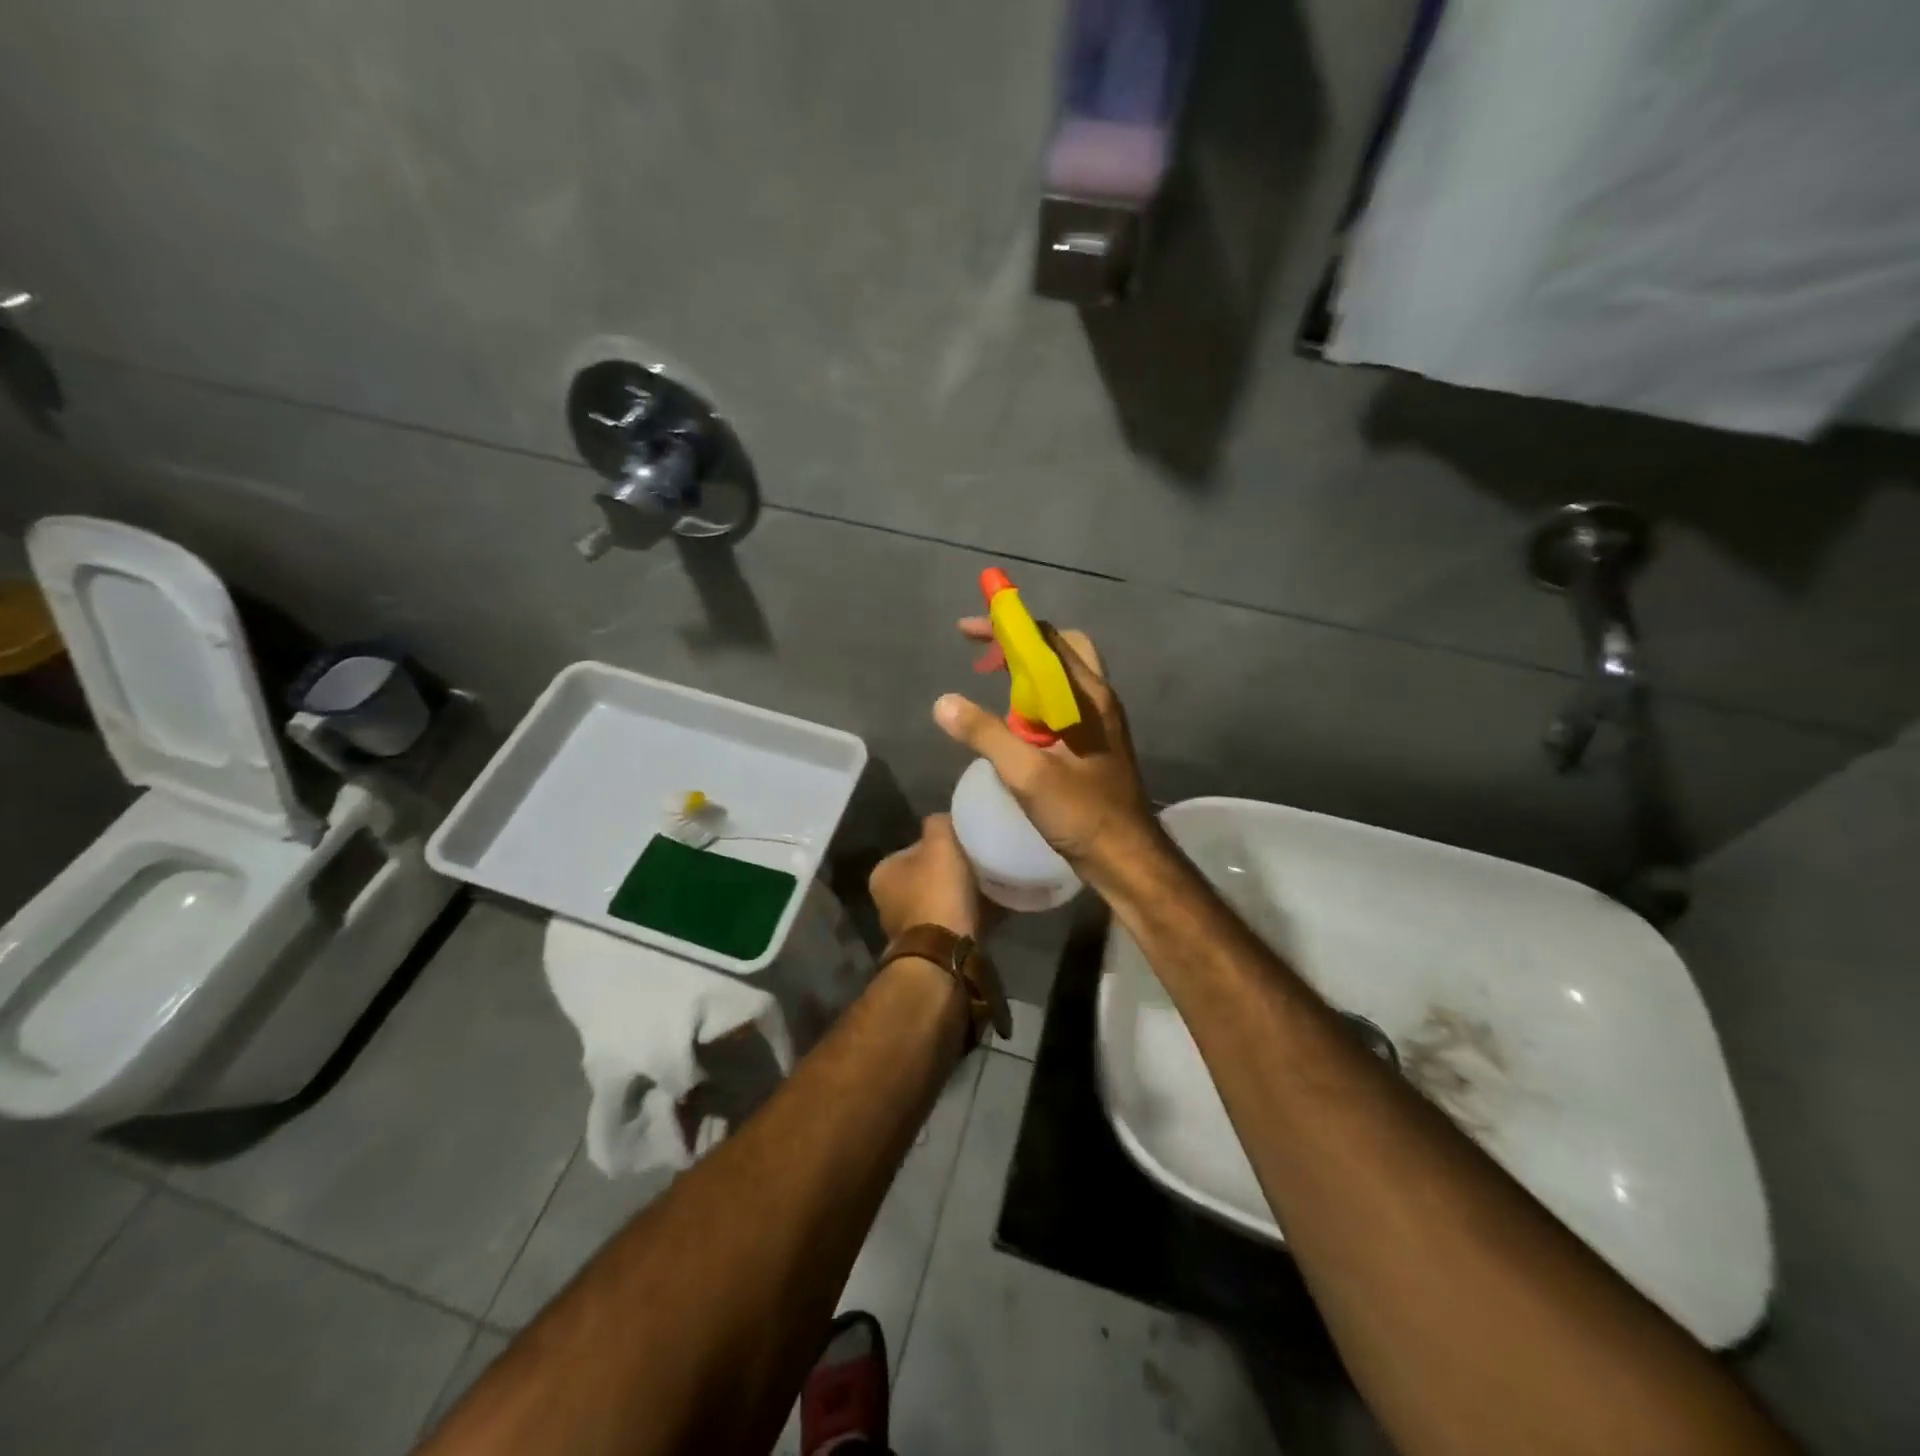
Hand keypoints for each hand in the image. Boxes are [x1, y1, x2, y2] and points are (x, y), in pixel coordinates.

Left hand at [868, 814, 983, 942]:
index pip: (915, 848)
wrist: (945, 952)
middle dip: (952, 870)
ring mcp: (907, 927)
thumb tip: (942, 820)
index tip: (965, 844)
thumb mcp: (940, 844)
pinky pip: (952, 921)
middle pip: (928, 874)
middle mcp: (887, 901)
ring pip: (941, 899)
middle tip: (979, 864)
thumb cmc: (936, 892)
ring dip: (960, 894)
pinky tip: (989, 909)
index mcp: (883, 873)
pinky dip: (967, 915)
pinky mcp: (928, 947)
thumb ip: (938, 824)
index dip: (941, 843)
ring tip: (988, 887)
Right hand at [934, 621, 1159, 880]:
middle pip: (1059, 647)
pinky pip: (1061, 702)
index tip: (967, 629)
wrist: (1126, 857)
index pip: (1045, 639)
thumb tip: (943, 702)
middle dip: (1019, 642)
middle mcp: (1096, 697)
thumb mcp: (1027, 774)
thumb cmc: (1082, 813)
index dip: (1006, 626)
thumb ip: (985, 734)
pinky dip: (1034, 697)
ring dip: (1026, 670)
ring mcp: (1099, 719)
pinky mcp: (1094, 741)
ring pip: (1061, 675)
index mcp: (1085, 695)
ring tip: (990, 683)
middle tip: (983, 656)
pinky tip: (1012, 723)